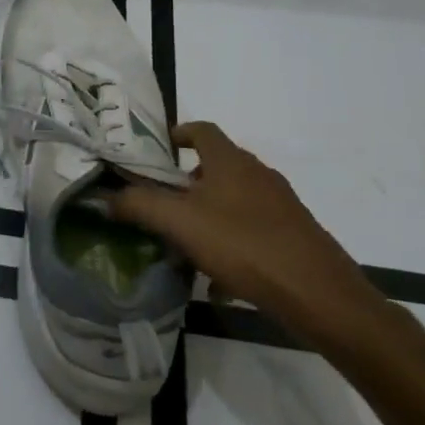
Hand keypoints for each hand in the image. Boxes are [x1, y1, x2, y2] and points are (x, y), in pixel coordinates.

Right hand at [113, 122, 384, 344]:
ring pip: (235, 201)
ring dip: (209, 214)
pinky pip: (253, 230)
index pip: (202, 130)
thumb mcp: (180, 223)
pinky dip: (232, 243)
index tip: (159, 150)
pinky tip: (220, 280)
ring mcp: (281, 205)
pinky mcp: (294, 235)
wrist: (318, 293)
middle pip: (218, 166)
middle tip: (164, 203)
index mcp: (231, 162)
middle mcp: (258, 175)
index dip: (179, 134)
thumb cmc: (244, 245)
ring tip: (187, 243)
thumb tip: (106, 197)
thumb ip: (139, 206)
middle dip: (189, 182)